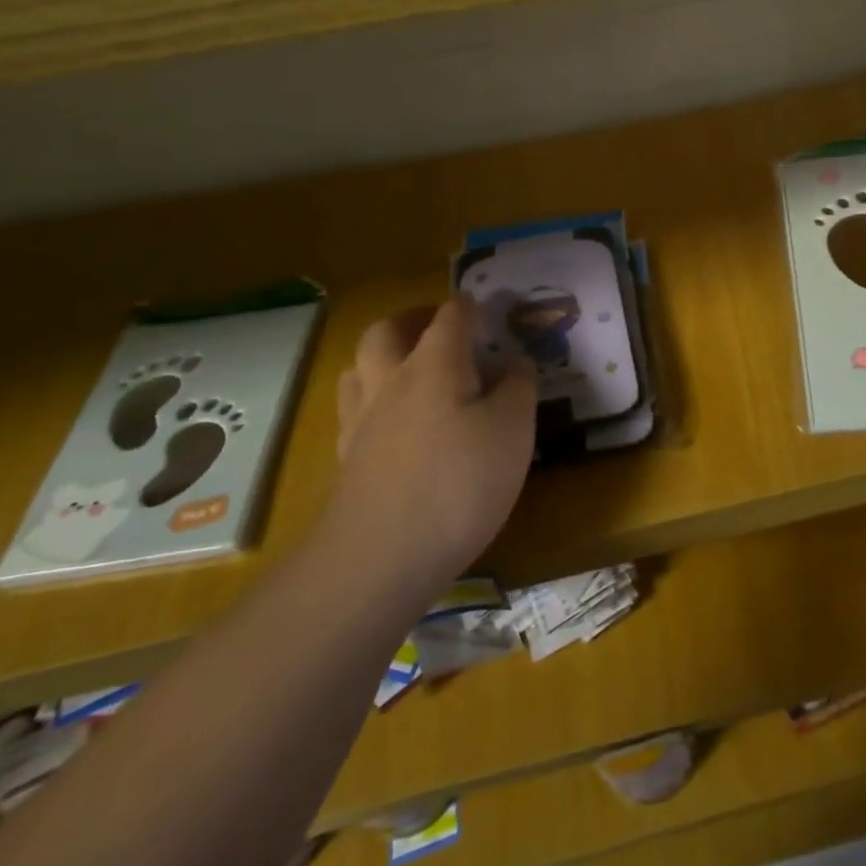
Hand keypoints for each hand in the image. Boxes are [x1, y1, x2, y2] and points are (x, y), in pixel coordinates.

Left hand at [329, 296, 537, 595]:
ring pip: (359, 369)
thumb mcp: (513, 429)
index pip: (450, 317)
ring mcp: (361, 422)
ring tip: (409, 370)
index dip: (470, 307)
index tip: (487, 310)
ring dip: (382, 358)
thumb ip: (517, 387)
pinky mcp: (347, 461)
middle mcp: (390, 382)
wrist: (381, 558)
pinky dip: (374, 402)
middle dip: (411, 321)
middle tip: (436, 328)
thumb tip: (514, 360)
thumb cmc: (459, 482)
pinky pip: (354, 412)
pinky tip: (394, 425)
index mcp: (434, 364)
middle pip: (385, 331)